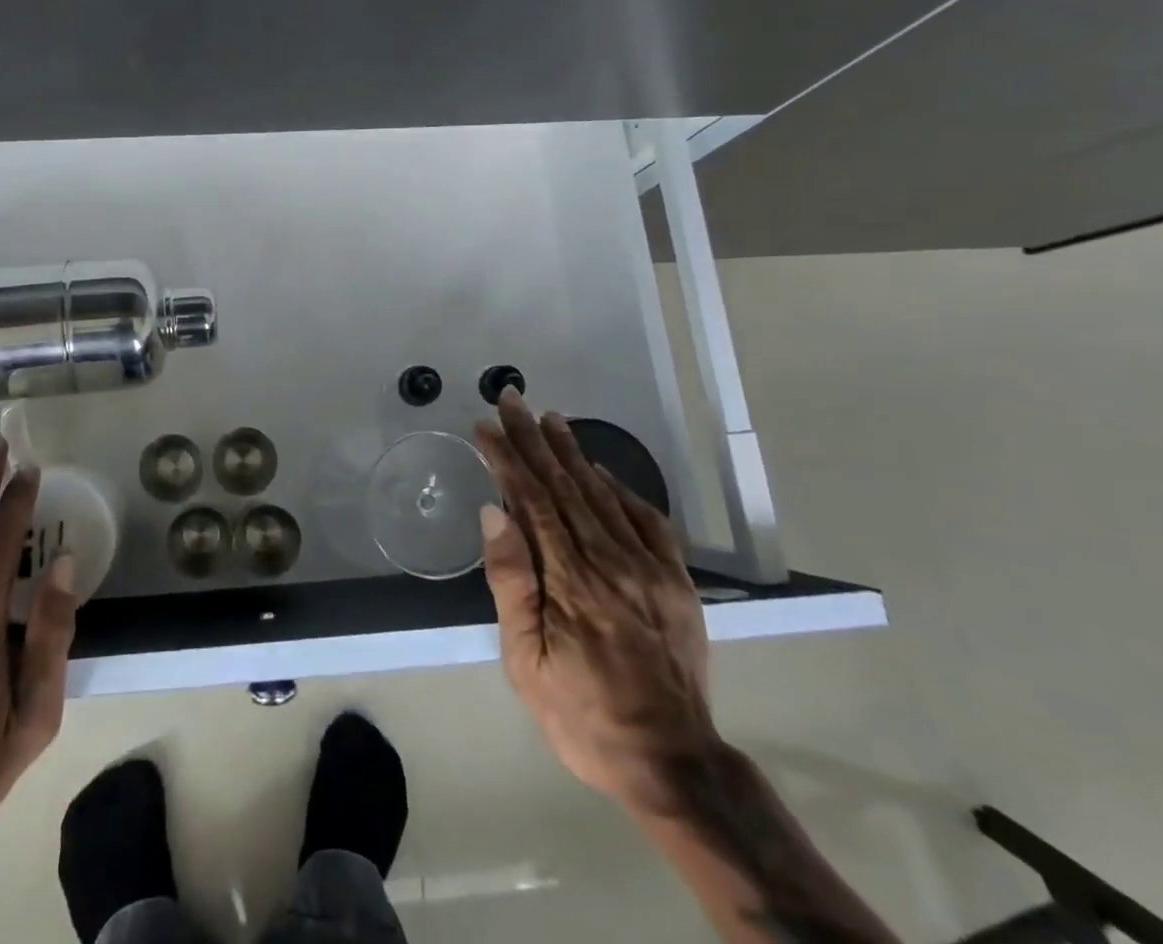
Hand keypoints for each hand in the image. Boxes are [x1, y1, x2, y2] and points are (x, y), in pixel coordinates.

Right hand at [476, 388, 716, 807]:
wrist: (671, 762)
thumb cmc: (582, 714)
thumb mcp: (526, 662)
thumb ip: (512, 582)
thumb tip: (495, 513)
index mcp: (569, 579)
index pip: (531, 499)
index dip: (507, 457)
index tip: (486, 426)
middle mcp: (609, 560)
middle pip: (564, 484)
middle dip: (534, 439)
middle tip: (512, 400)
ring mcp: (648, 568)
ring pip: (602, 493)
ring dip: (572, 452)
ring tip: (550, 419)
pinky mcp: (676, 581)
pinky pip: (647, 520)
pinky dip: (621, 488)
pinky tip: (602, 471)